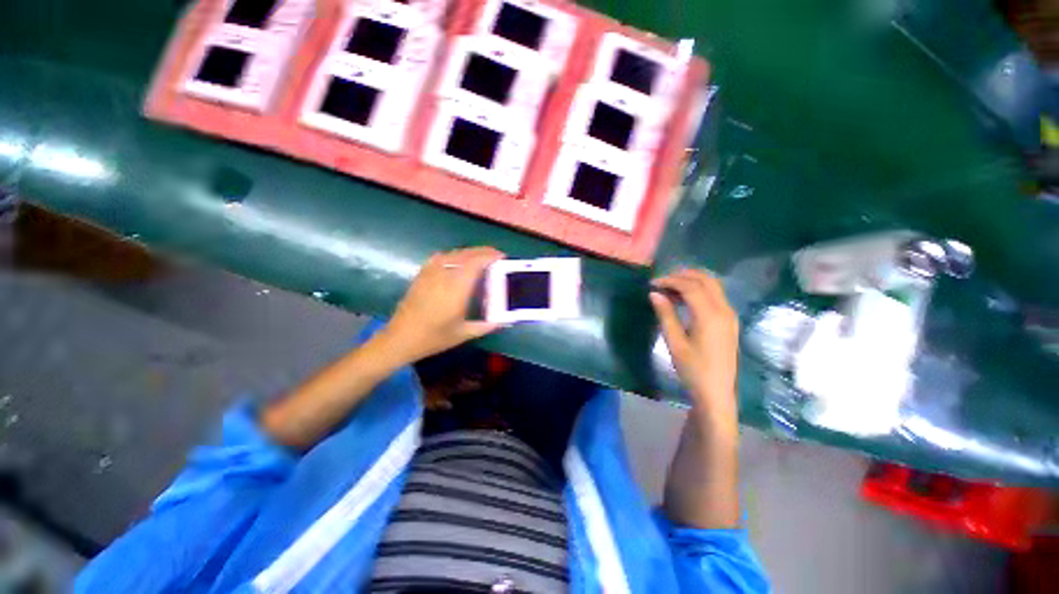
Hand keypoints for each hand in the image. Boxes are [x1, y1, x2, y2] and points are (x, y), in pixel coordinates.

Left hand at [379, 247, 504, 364]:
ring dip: (469, 252)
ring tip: (480, 257)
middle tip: (495, 255)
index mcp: (456, 290)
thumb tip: (502, 321)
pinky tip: (456, 260)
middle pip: (466, 255)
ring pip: (453, 254)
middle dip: (483, 251)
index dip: (489, 256)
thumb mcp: (463, 334)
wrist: (400, 339)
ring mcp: (430, 274)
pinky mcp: (421, 275)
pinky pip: (439, 257)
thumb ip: (485, 326)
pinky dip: (453, 254)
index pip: (475, 263)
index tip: (501, 257)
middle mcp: (443, 276)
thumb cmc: (433, 338)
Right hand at [650, 270, 738, 422]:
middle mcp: (724, 310)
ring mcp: (730, 315)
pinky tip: (684, 299)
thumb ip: (665, 314)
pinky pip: (715, 296)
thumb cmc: (693, 369)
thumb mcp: (674, 342)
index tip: (652, 284)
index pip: (691, 286)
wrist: (716, 392)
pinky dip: (699, 291)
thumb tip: (654, 293)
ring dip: (691, 281)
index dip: (670, 280)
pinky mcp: (729, 321)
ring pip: (713, 286)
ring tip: (669, 288)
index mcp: (710, 316)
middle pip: (706, 280)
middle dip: (682, 275)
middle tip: (661, 281)